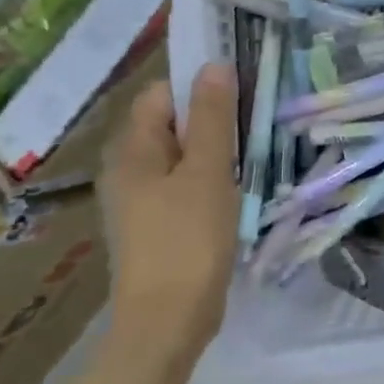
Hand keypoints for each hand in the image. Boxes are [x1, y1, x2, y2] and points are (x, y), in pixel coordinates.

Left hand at [101, 64, 238, 370]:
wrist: (168, 319)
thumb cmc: (188, 239)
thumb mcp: (206, 172)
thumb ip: (211, 118)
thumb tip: (215, 64)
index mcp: (132, 150)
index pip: (162, 95)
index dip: (199, 86)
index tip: (243, 91)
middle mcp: (128, 169)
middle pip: (172, 124)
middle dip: (213, 119)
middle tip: (255, 123)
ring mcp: (142, 199)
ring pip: (182, 156)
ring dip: (216, 150)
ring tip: (251, 155)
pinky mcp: (159, 223)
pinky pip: (185, 183)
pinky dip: (211, 178)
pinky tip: (237, 189)